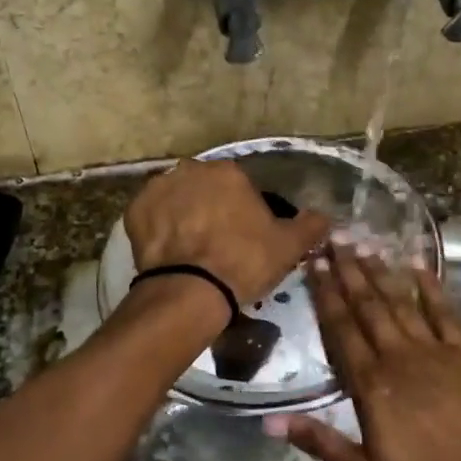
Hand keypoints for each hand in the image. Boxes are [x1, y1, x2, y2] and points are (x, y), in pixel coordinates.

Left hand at [124, 159, 331, 318]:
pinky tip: (169, 251)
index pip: (241, 186)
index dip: (245, 211)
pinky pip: (152, 216)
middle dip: (212, 208)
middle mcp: (192, 169)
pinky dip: (159, 228)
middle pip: (206, 188)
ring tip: (191, 249)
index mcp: (230, 172)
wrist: (190, 291)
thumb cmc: (244, 262)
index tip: (246, 236)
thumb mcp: (289, 246)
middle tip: (218, 243)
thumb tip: (325, 217)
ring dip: (184, 215)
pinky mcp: (134, 211)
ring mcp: (159, 188)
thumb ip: (311, 226)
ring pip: (178, 199)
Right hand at [264, 242, 460, 460]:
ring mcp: (436, 350)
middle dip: (349, 271)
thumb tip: (271, 421)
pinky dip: (430, 287)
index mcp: (372, 385)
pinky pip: (444, 311)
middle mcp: (400, 356)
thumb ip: (320, 442)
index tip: (313, 265)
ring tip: (364, 244)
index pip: (341, 330)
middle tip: (334, 239)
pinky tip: (418, 266)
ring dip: (381, 272)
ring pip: (401, 301)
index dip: (325, 295)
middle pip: (368, 306)